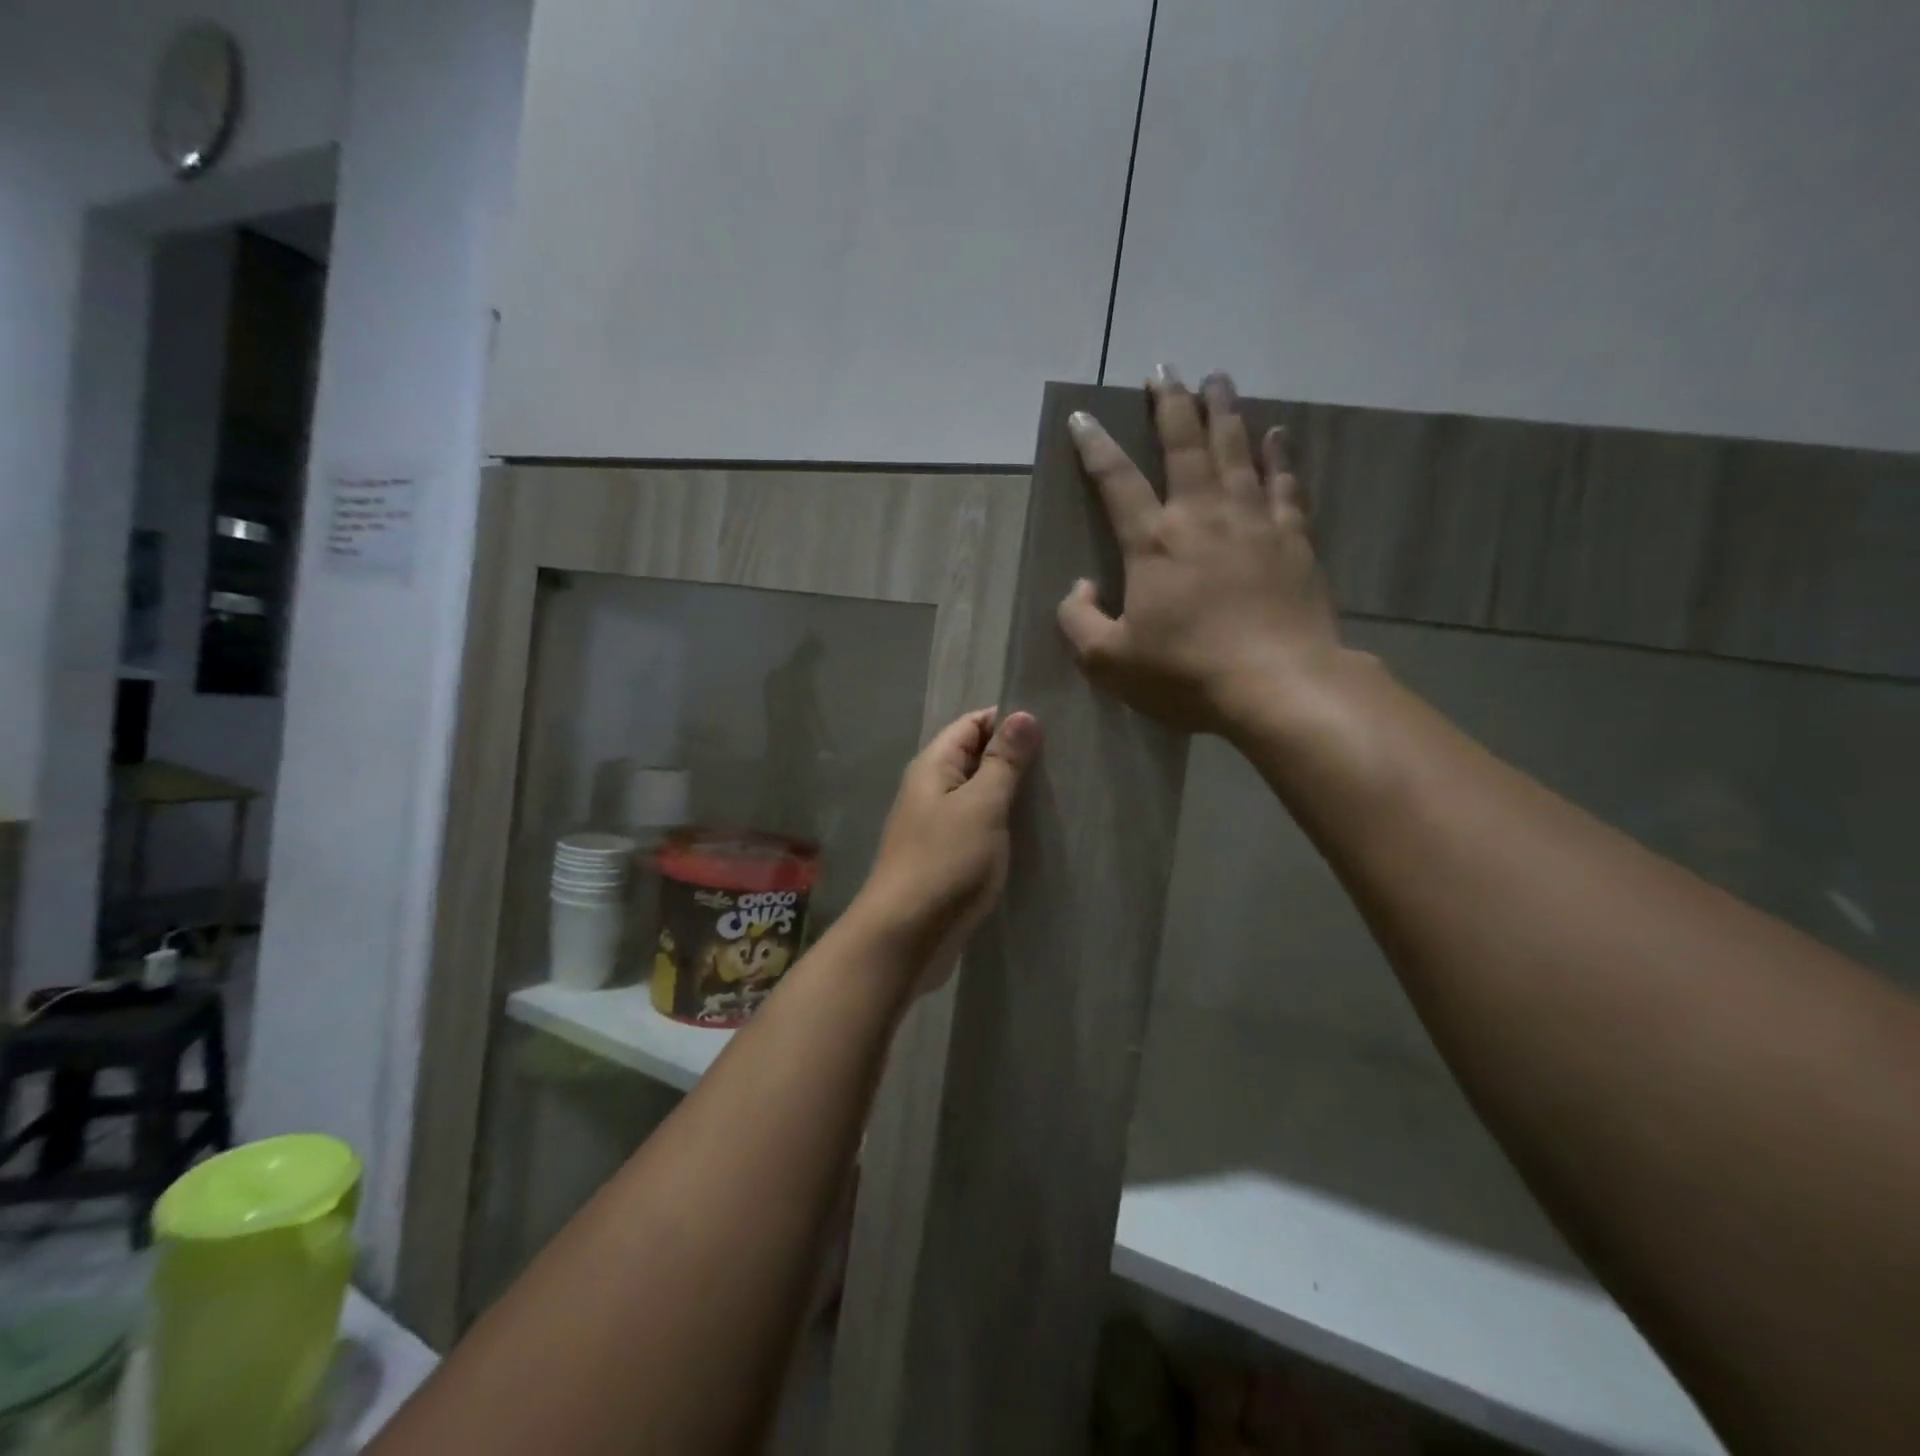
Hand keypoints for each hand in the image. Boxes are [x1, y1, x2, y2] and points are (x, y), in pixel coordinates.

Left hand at [853, 708, 1040, 989]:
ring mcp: (935, 826)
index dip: (1008, 721)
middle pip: (974, 758)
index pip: (972, 724)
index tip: (1052, 729)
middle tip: (1063, 763)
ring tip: (1056, 794)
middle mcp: (930, 790)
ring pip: (977, 795)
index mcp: (933, 766)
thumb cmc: (945, 862)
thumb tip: (1023, 715)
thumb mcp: (982, 805)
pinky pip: (976, 828)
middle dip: (1014, 757)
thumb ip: (1003, 762)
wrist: (903, 937)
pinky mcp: (944, 859)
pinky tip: (1031, 834)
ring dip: (1010, 793)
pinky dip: (1001, 825)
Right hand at [1057, 366, 1344, 739]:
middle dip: (1171, 404)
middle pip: (1184, 446)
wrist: (1278, 685)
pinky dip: (1279, 455)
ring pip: (1236, 451)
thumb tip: (1080, 585)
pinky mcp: (1293, 538)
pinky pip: (1285, 483)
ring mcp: (1253, 522)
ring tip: (1216, 379)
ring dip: (1223, 412)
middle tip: (1166, 368)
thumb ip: (1078, 620)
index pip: (1117, 481)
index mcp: (1153, 543)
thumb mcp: (1108, 661)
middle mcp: (1201, 516)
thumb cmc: (1185, 674)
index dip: (1095, 447)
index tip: (1082, 417)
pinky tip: (1277, 433)